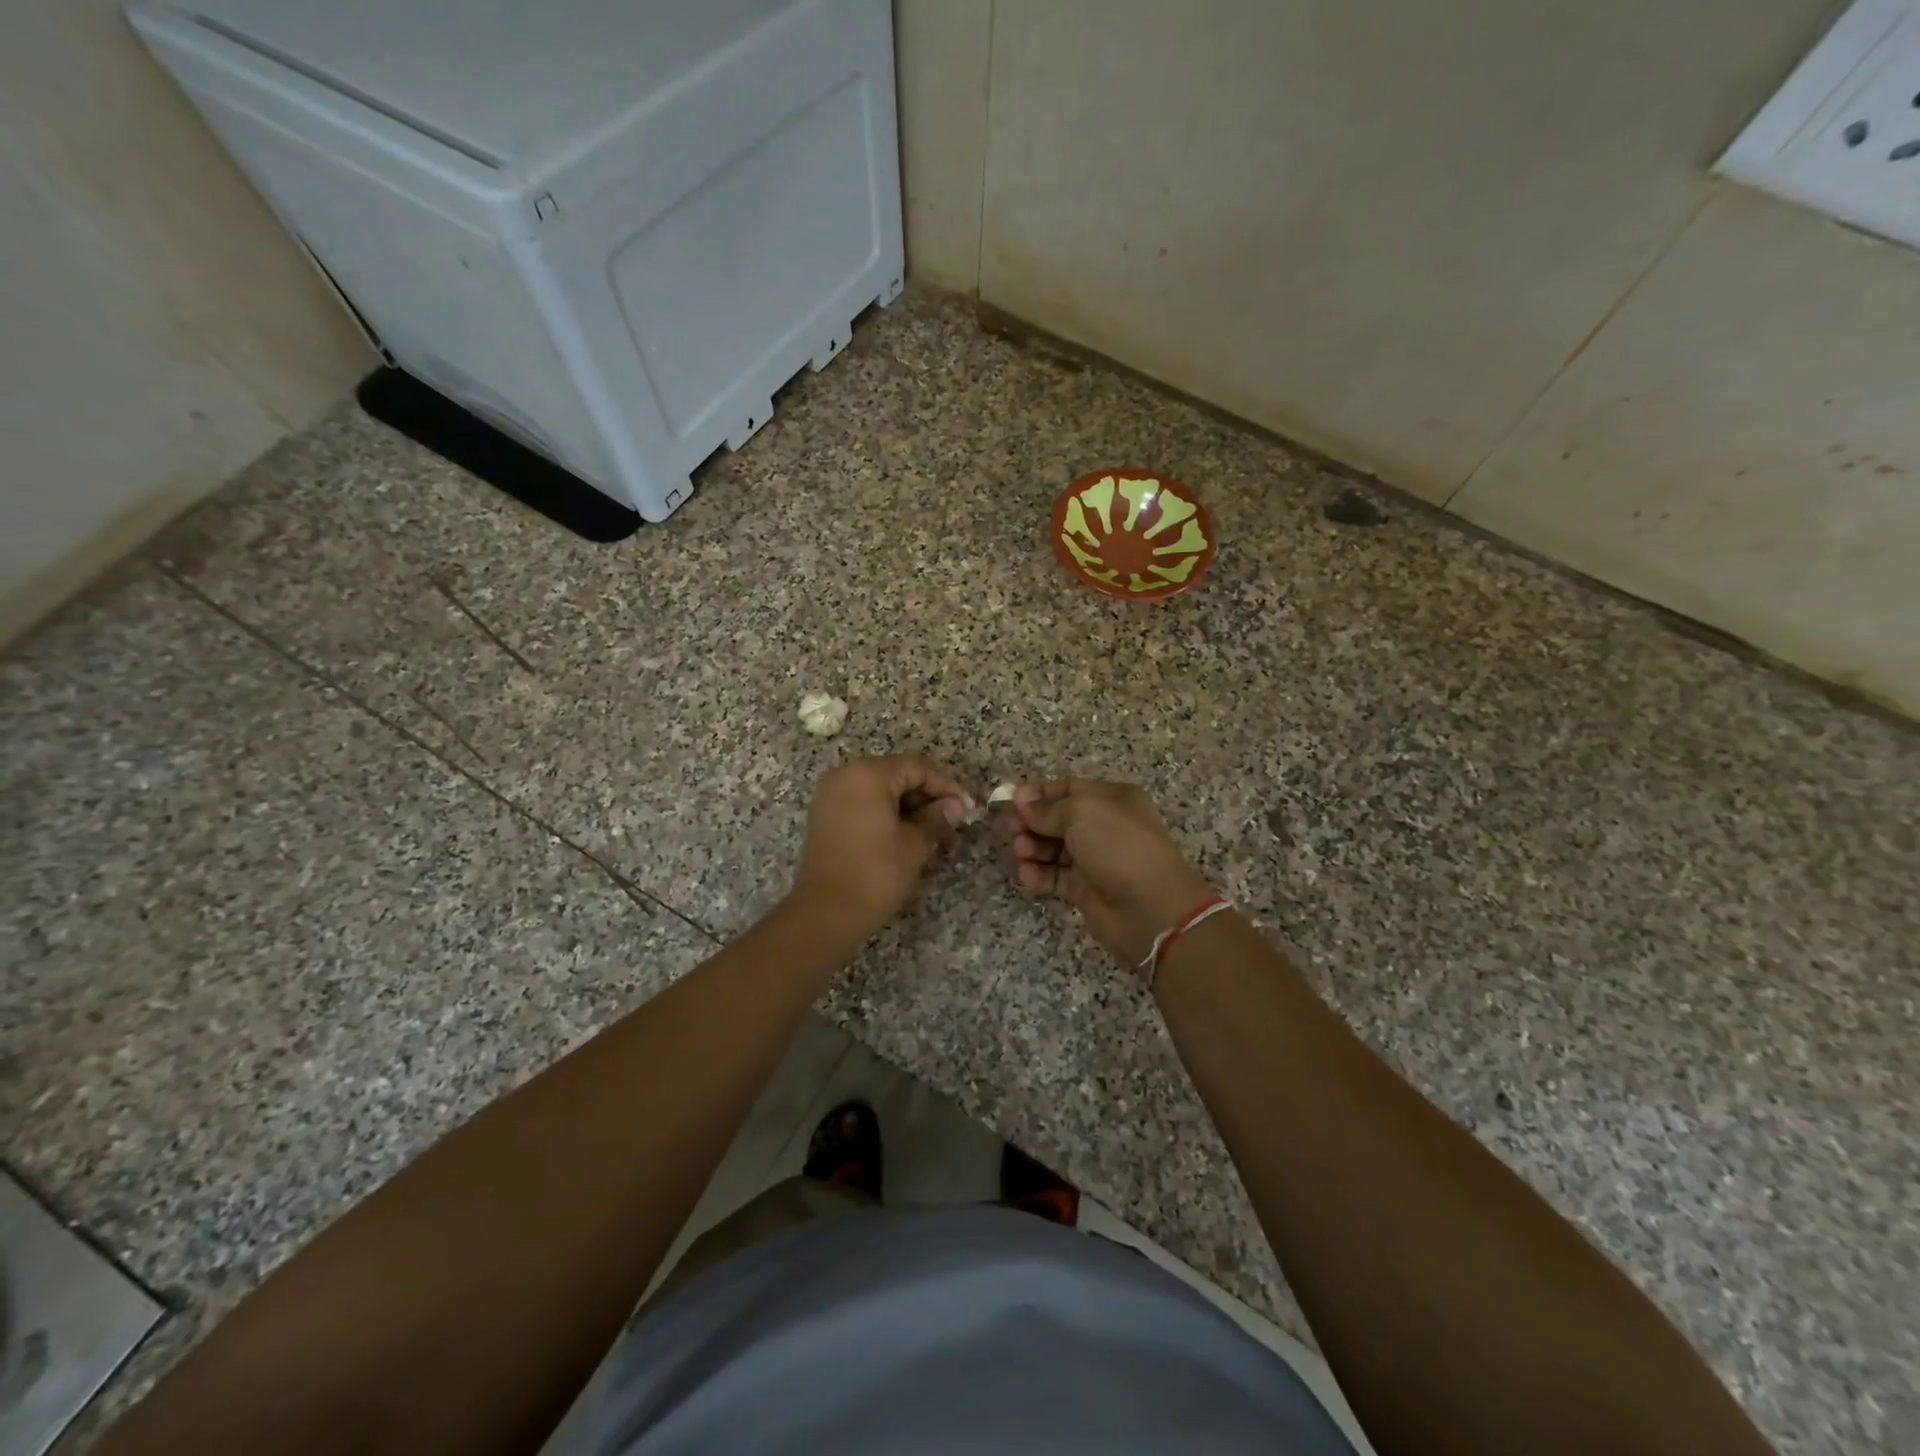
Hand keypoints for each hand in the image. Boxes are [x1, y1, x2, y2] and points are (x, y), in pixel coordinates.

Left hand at [790, 755, 970, 942]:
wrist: (824, 914)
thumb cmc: (875, 874)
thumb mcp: (914, 845)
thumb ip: (937, 818)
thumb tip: (955, 806)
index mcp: (868, 775)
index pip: (917, 767)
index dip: (946, 786)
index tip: (966, 809)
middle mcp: (846, 776)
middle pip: (897, 774)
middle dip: (927, 797)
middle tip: (952, 822)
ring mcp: (831, 795)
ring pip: (881, 790)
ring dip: (909, 807)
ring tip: (933, 833)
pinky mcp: (825, 816)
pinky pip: (863, 803)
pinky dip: (887, 814)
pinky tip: (906, 837)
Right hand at [1001, 779, 1214, 973]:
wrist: (1150, 908)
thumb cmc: (1118, 846)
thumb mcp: (1081, 812)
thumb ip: (1047, 808)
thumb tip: (1021, 800)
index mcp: (1111, 799)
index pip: (1067, 789)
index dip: (1037, 794)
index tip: (1009, 801)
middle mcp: (1104, 826)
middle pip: (1056, 819)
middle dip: (1030, 822)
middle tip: (1006, 829)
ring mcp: (1095, 859)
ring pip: (1053, 848)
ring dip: (1032, 847)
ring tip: (1019, 852)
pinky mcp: (1085, 890)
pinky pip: (1055, 877)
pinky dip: (1039, 874)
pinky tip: (1027, 874)